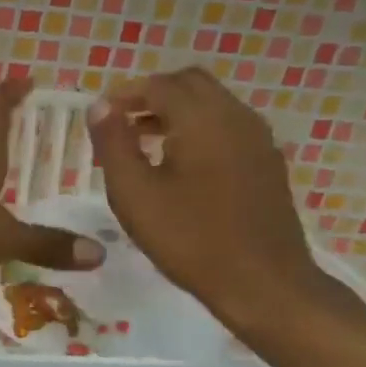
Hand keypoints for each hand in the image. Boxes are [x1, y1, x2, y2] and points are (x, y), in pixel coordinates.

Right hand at [88, 67, 333, 329]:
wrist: (263, 282)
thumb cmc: (189, 239)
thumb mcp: (133, 193)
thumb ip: (113, 143)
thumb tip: (100, 106)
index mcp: (202, 120)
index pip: (159, 85)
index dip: (124, 93)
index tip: (98, 116)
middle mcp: (236, 117)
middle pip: (190, 83)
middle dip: (152, 95)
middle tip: (120, 124)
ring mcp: (258, 139)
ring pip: (212, 103)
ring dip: (175, 111)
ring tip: (141, 143)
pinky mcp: (266, 162)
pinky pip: (227, 125)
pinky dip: (197, 128)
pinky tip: (177, 164)